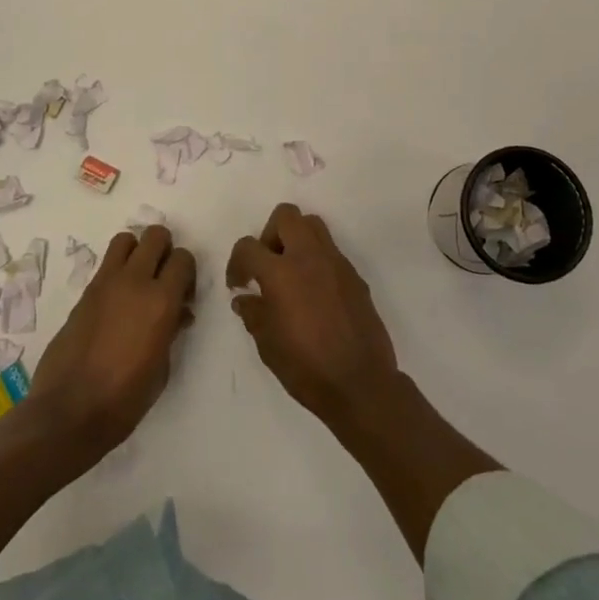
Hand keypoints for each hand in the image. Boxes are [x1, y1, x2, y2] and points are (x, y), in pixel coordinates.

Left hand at [31, 225, 195, 450]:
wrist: (69, 413)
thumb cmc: (125, 399)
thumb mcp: (162, 368)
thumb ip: (171, 330)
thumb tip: (177, 314)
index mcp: (161, 301)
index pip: (183, 258)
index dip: (187, 272)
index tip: (184, 294)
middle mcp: (135, 282)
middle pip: (155, 236)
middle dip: (164, 250)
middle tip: (163, 278)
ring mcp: (106, 284)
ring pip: (126, 239)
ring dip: (136, 252)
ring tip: (137, 280)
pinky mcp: (84, 293)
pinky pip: (106, 265)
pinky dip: (116, 271)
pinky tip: (116, 302)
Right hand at [228, 205, 400, 424]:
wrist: (361, 383)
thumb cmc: (306, 367)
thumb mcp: (268, 345)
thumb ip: (254, 313)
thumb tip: (245, 298)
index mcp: (281, 273)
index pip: (249, 246)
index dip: (236, 263)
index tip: (238, 284)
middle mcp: (309, 257)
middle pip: (286, 216)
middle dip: (270, 234)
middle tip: (267, 266)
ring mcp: (336, 263)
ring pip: (313, 225)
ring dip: (296, 240)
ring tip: (290, 273)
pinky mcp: (354, 275)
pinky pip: (331, 251)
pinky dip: (317, 260)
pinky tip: (314, 293)